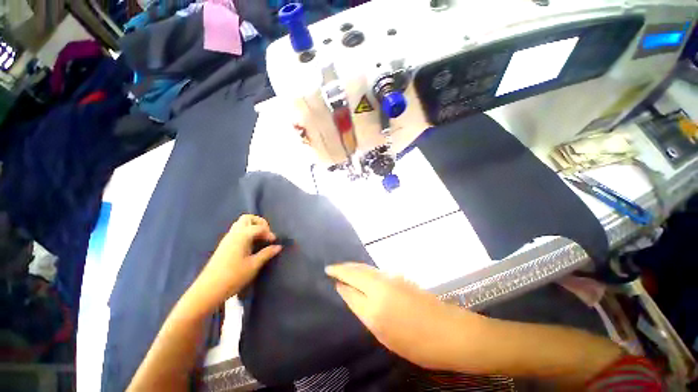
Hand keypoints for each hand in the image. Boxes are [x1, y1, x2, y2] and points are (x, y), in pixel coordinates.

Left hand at [193, 215, 282, 310]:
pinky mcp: (224, 245)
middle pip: (247, 218)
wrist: (208, 290)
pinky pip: (237, 231)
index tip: (274, 242)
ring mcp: (227, 239)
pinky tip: (250, 245)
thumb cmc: (234, 276)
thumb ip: (267, 253)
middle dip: (259, 222)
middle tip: (266, 233)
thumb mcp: (254, 265)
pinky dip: (246, 232)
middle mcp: (234, 233)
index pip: (259, 227)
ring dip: (252, 227)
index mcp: (242, 236)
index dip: (269, 232)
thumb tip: (278, 246)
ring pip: (241, 224)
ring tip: (260, 239)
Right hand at [325, 263, 486, 371]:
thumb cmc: (416, 341)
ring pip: (366, 267)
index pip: (349, 286)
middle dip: (341, 267)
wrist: (450, 331)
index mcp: (375, 304)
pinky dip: (364, 269)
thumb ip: (363, 309)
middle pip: (356, 270)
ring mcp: (391, 277)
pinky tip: (362, 274)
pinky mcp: (399, 276)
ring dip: (353, 267)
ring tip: (343, 269)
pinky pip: (374, 270)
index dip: (338, 279)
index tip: (328, 274)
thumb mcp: (383, 332)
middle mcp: (381, 284)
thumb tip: (348, 292)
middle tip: (330, 267)